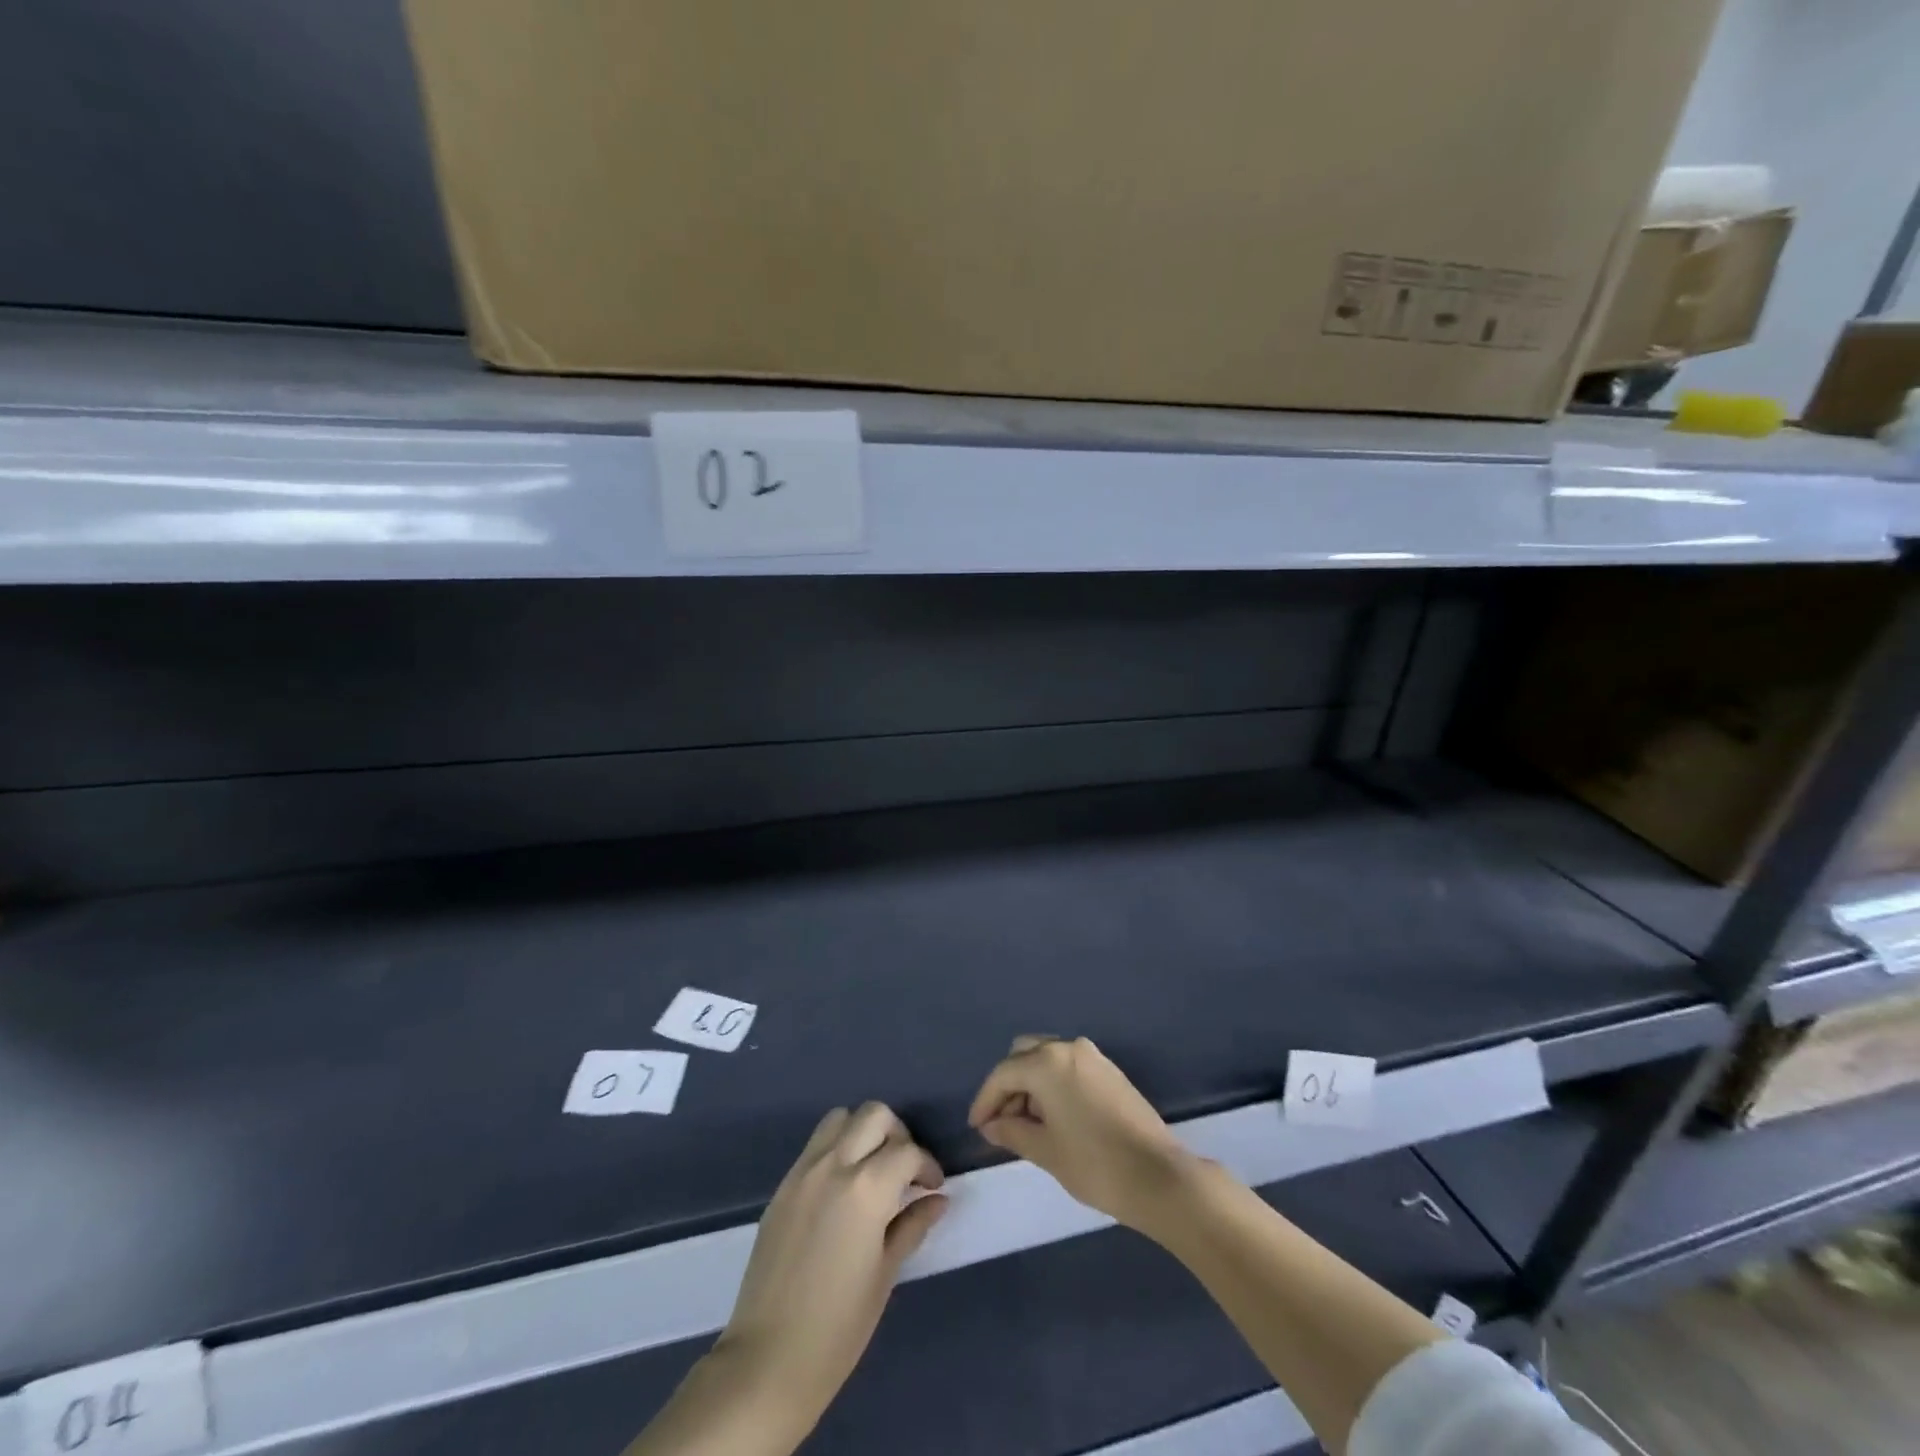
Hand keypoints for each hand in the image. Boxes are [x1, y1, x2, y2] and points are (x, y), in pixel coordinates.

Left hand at [715, 1103, 946, 1434]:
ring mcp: (804, 1171)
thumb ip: (912, 1226)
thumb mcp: (885, 1275)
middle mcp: (834, 1165)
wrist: (767, 1360)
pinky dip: (836, 1149)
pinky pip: (816, 1146)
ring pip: (840, 1119)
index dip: (927, 1166)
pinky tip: (843, 1189)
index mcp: (866, 1188)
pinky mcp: (783, 1186)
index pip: (907, 1151)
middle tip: (904, 1170)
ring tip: (873, 1169)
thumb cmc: (838, 1327)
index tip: (932, 1188)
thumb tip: (938, 1200)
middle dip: (897, 1134)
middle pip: (874, 1115)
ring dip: (862, 1132)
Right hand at [967, 1035, 1195, 1232]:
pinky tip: (1053, 1117)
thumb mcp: (1045, 1150)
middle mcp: (1068, 1048)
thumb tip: (992, 1125)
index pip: (1003, 1074)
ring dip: (1031, 1084)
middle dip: (1008, 1085)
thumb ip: (1012, 1132)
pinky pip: (1069, 1067)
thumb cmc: (1094, 1164)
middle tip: (1002, 1123)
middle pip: (1024, 1055)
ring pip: (1047, 1058)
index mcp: (1047, 1062)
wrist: (1158, 1176)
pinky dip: (1053, 1084)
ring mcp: (1093, 1057)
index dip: (985, 1100)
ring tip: (1026, 1124)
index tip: (977, 1127)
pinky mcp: (1110, 1071)